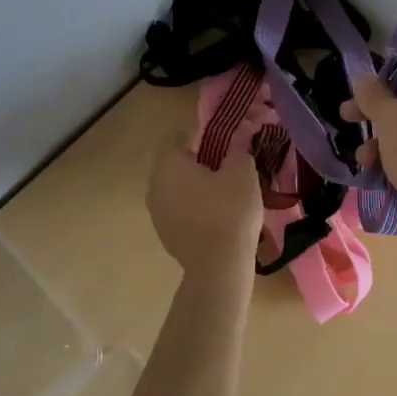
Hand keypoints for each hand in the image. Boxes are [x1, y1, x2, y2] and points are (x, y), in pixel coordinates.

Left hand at [147, 136, 262, 274]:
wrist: (218, 267)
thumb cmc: (230, 211)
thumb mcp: (242, 172)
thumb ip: (238, 146)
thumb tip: (241, 129)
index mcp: (168, 164)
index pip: (176, 137)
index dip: (199, 135)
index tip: (221, 142)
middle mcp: (154, 184)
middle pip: (173, 163)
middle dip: (195, 161)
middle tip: (224, 166)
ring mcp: (156, 212)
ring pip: (174, 188)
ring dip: (192, 186)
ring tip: (221, 193)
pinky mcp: (163, 234)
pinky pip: (177, 210)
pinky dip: (191, 207)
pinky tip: (213, 217)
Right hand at [345, 66, 396, 247]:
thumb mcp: (391, 117)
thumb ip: (374, 95)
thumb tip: (363, 80)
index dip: (395, 75)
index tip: (370, 88)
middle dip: (378, 113)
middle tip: (349, 115)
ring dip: (382, 141)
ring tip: (363, 156)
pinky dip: (396, 160)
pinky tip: (375, 171)